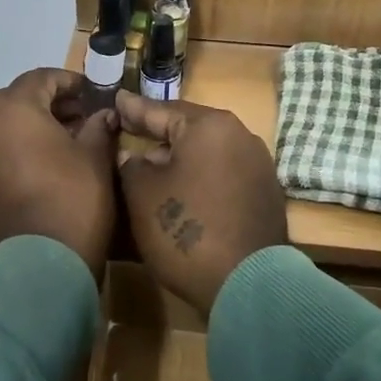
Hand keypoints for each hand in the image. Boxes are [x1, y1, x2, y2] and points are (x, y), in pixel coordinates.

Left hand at [0, 68, 117, 276]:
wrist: (36, 268)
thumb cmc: (72, 200)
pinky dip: (12, 152)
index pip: (41, 79)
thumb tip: (103, 115)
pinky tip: (38, 168)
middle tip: (79, 118)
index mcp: (12, 107)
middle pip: (16, 101)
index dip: (69, 82)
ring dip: (28, 129)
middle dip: (48, 105)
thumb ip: (98, 127)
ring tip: (60, 145)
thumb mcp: (95, 158)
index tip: (91, 93)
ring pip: (0, 128)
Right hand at [114, 91, 287, 316]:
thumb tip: (135, 157)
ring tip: (153, 162)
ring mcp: (258, 165)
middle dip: (158, 132)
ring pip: (208, 152)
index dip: (134, 108)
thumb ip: (131, 165)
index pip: (161, 110)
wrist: (246, 284)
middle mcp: (240, 136)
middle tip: (130, 129)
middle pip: (189, 128)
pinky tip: (184, 189)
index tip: (116, 97)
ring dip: (181, 157)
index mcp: (209, 126)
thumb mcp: (142, 194)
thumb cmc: (185, 230)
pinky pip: (223, 173)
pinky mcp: (265, 194)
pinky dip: (201, 176)